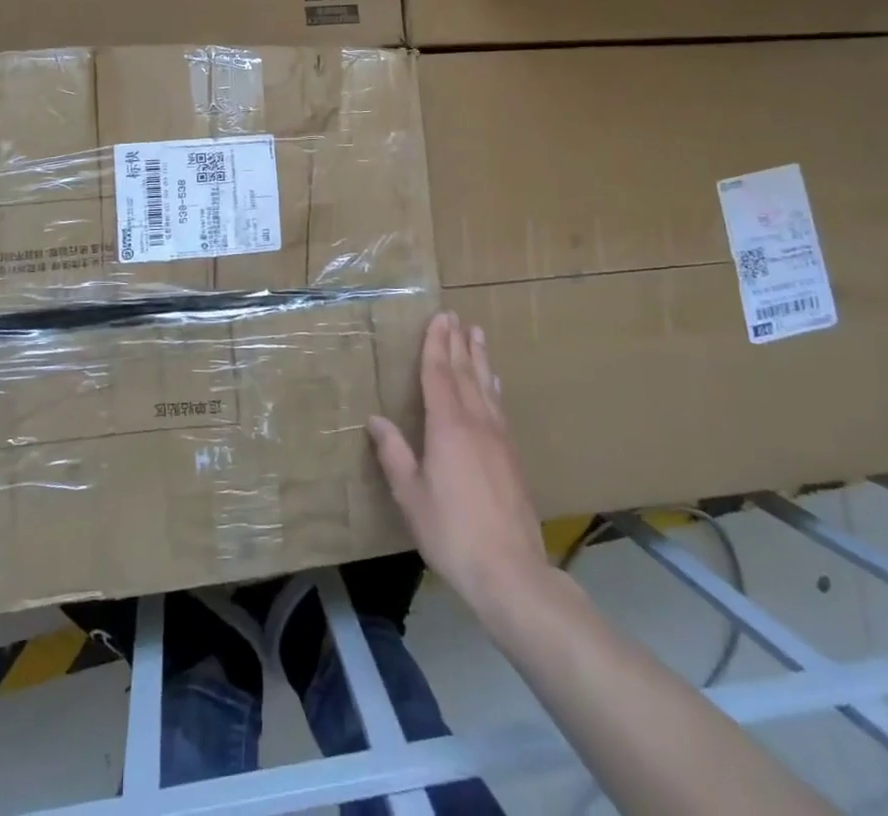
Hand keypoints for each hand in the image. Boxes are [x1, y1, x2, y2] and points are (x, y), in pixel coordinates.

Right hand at [367, 311, 551, 621]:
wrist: (510, 570)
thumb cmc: (451, 532)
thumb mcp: (411, 496)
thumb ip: (394, 454)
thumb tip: (375, 419)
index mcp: (447, 427)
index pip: (439, 374)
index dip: (436, 345)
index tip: (438, 318)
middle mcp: (476, 422)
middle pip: (465, 373)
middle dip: (458, 343)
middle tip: (456, 316)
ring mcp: (499, 437)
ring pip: (487, 386)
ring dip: (480, 358)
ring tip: (477, 335)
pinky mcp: (512, 455)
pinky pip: (499, 406)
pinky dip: (493, 385)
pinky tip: (494, 384)